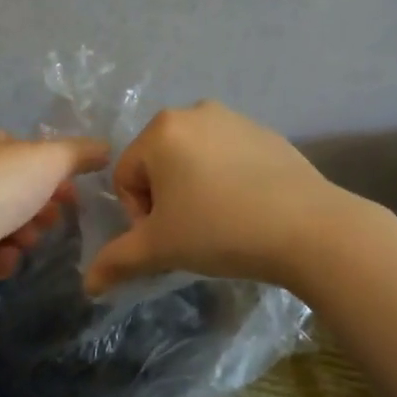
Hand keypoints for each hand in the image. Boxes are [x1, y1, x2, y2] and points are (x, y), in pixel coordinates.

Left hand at [0, 128, 109, 293]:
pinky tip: (3, 259)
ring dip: (24, 234)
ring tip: (25, 241)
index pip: (25, 151)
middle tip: (51, 219)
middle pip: (18, 189)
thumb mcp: (50, 159)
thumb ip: (80, 153)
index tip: (73, 191)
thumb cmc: (0, 187)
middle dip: (41, 208)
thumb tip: (106, 147)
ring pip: (6, 222)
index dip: (53, 171)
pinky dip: (2, 257)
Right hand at [83, 102, 348, 295]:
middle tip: (191, 232)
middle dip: (165, 200)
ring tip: (220, 222)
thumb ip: (116, 261)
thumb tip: (87, 284)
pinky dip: (226, 181)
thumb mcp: (160, 248)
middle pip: (158, 164)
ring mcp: (234, 118)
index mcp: (161, 129)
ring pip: (193, 160)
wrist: (309, 228)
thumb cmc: (220, 231)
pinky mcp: (266, 133)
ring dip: (194, 190)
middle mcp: (194, 111)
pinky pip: (228, 158)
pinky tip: (247, 209)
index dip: (139, 215)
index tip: (168, 238)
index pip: (125, 177)